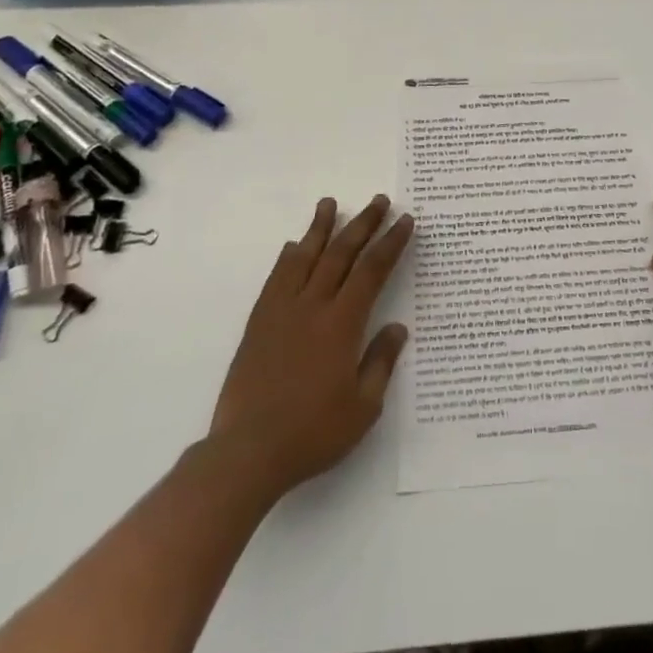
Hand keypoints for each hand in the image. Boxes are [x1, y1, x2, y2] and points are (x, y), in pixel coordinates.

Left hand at [209, 195, 413, 498]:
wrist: (248, 452)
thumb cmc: (312, 433)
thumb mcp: (363, 407)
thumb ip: (381, 362)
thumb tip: (397, 327)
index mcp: (342, 324)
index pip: (372, 271)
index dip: (390, 243)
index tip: (404, 221)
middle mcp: (313, 307)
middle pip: (341, 253)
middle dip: (363, 224)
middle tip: (378, 200)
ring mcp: (282, 311)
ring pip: (305, 257)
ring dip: (321, 227)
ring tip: (330, 203)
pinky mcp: (259, 323)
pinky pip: (276, 278)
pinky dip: (289, 257)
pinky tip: (294, 246)